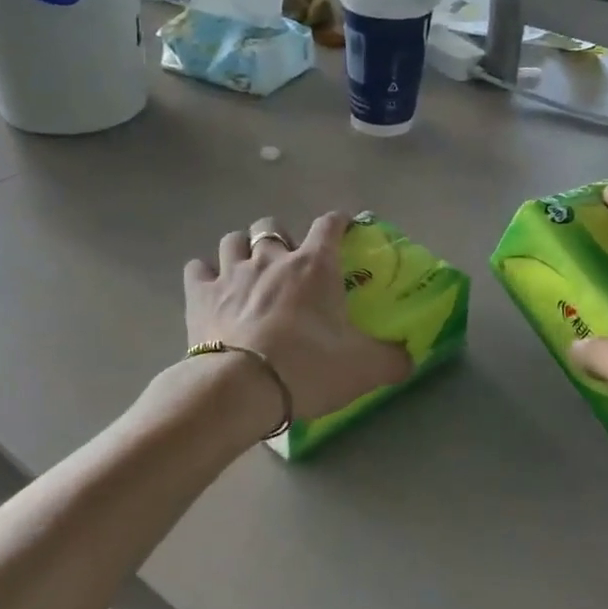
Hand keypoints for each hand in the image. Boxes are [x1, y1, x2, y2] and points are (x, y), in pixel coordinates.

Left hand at [185, 214, 411, 423]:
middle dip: (279, 236)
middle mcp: (272, 258)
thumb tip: (411, 361)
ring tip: (247, 269)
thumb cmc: (309, 367)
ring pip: (232, 240)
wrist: (242, 387)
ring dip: (241, 249)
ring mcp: (232, 273)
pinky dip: (203, 274)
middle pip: (271, 224)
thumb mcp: (363, 368)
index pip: (329, 225)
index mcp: (315, 266)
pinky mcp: (201, 295)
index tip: (343, 226)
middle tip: (286, 262)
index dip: (338, 221)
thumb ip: (392, 360)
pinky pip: (196, 269)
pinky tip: (209, 287)